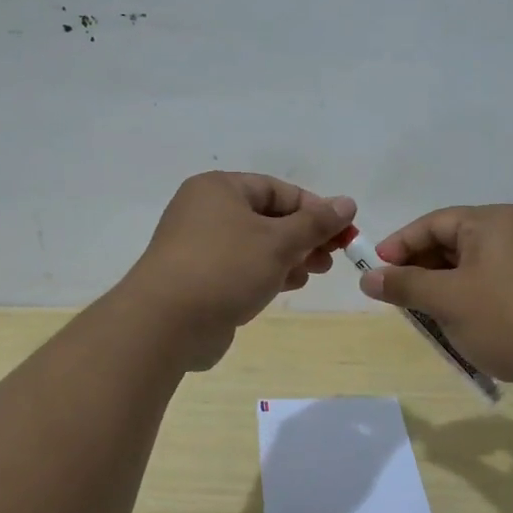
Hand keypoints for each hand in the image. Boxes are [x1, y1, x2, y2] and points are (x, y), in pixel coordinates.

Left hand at [123, 172, 356, 368]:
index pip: (278, 190)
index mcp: (220, 189)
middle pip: (268, 217)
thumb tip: (347, 203)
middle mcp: (205, 211)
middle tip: (331, 258)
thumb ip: (316, 223)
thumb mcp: (279, 241)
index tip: (343, 232)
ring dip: (289, 257)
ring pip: (256, 245)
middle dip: (304, 237)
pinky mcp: (198, 278)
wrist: (165, 323)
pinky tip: (288, 286)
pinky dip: (267, 273)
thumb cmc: (225, 268)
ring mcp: (199, 247)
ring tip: (314, 273)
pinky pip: (241, 268)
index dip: (314, 209)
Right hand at [357, 204, 512, 403]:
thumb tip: (367, 277)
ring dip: (441, 288)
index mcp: (491, 222)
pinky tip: (455, 325)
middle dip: (419, 269)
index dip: (400, 245)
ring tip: (421, 314)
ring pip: (470, 267)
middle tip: (395, 295)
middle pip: (452, 242)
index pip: (433, 223)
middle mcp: (512, 232)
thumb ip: (405, 286)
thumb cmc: (508, 319)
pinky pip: (490, 285)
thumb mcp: (447, 301)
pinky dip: (466, 300)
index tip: (374, 270)